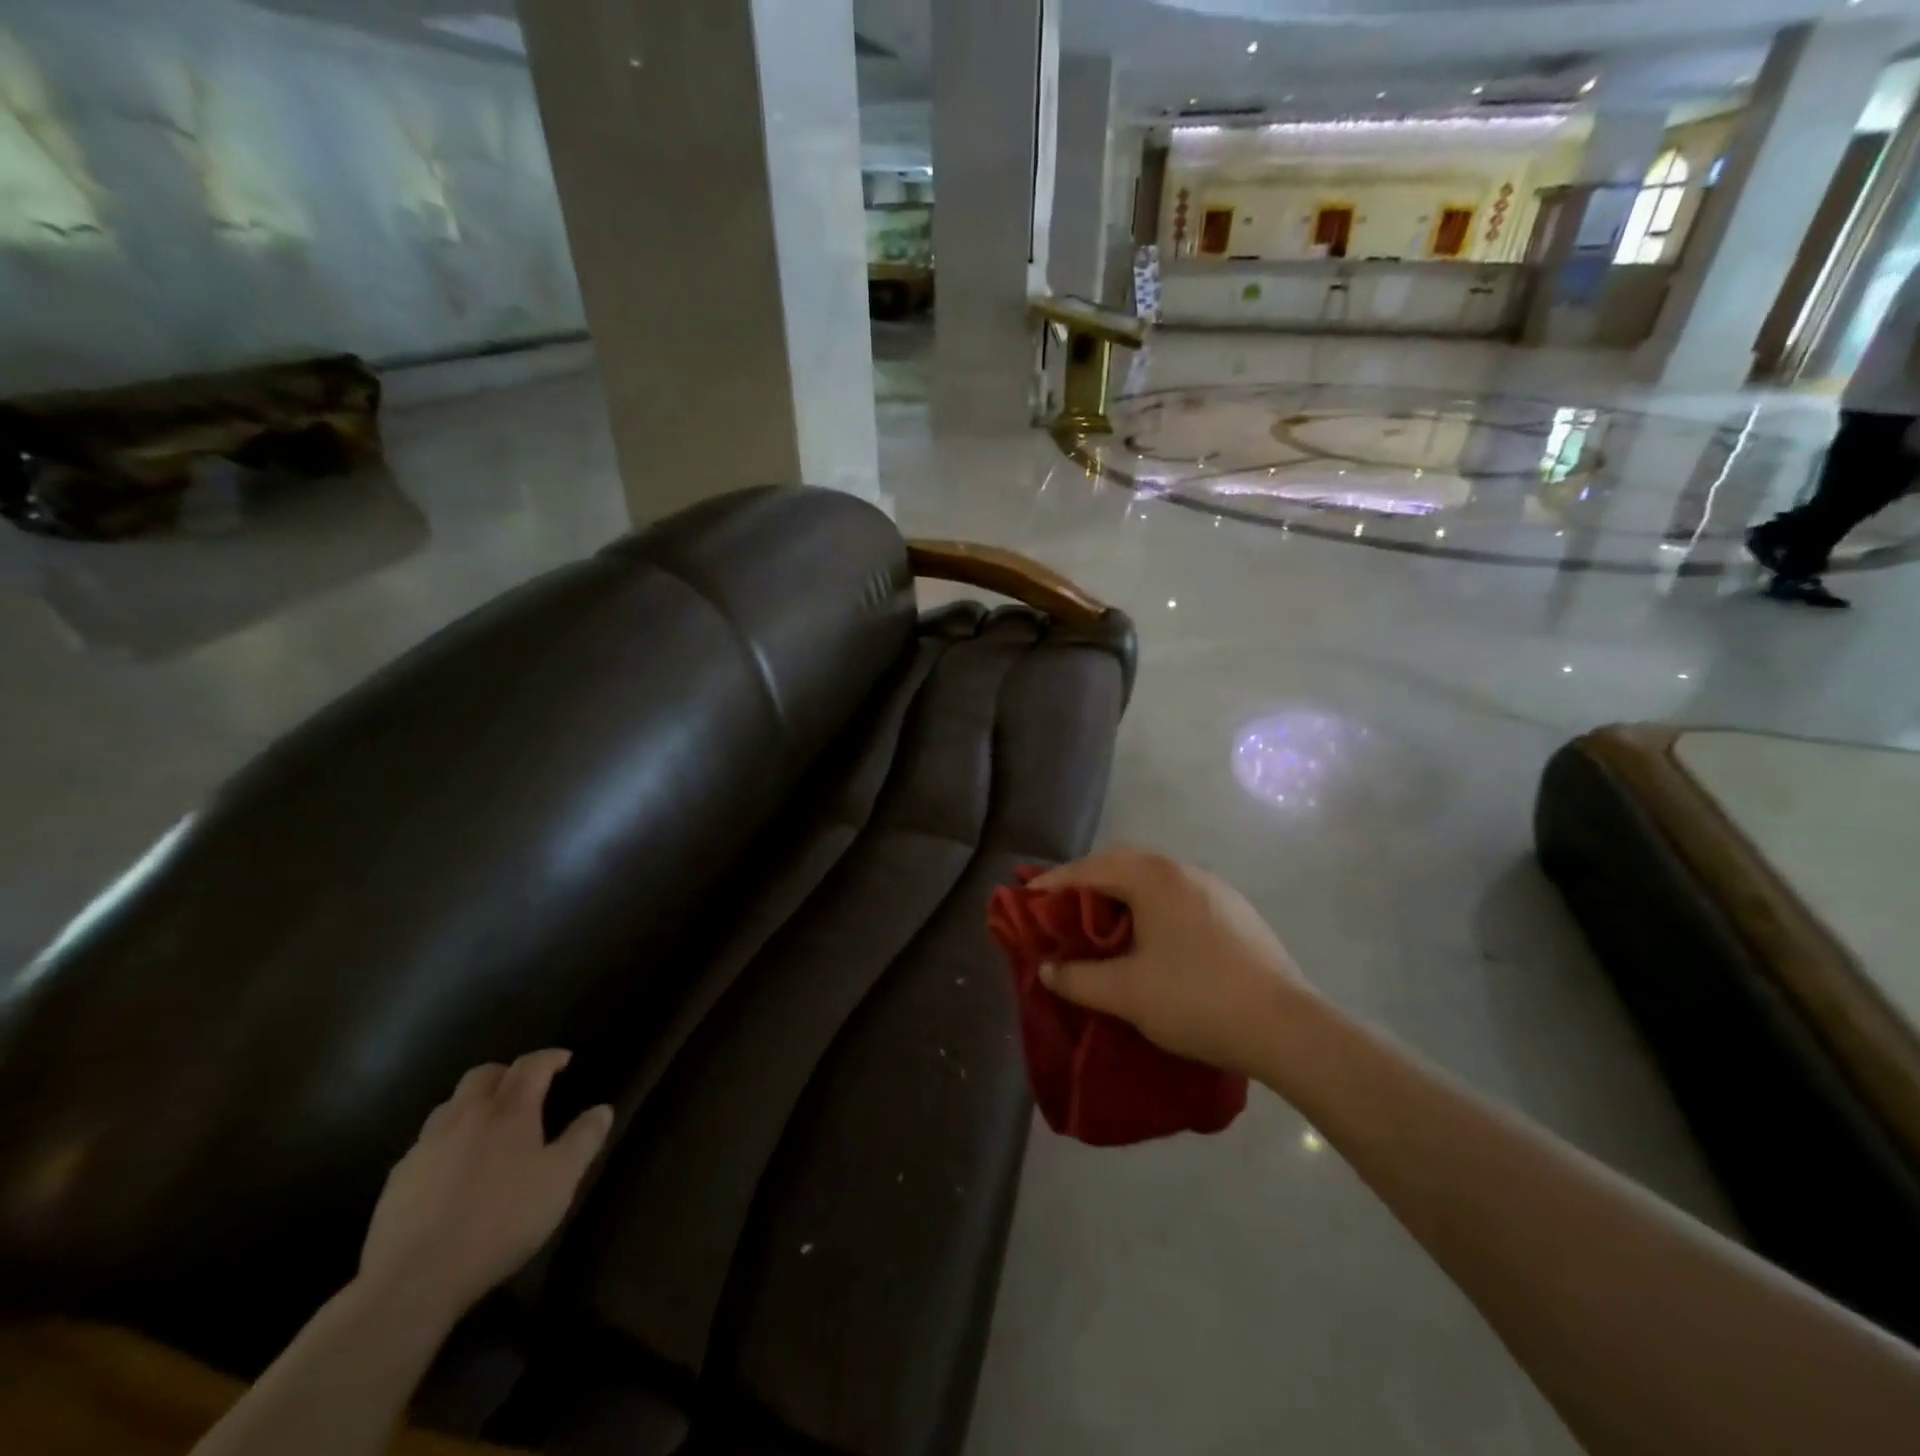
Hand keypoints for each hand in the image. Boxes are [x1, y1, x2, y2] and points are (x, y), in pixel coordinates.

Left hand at [357, 1049, 613, 1321]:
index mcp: (509, 1111)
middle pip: (484, 1075)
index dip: (549, 1057)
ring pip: (450, 1105)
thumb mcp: (560, 1181)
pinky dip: (446, 1140)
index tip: (565, 1060)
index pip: (531, 1065)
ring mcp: (426, 1146)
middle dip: (507, 1073)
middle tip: (524, 1088)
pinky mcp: (398, 1178)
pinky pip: (426, 1143)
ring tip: (488, 1125)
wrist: (414, 1279)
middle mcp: (466, 1116)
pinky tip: (452, 1169)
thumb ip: (584, 1140)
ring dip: (473, 1104)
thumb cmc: (501, 1221)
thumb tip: (603, 1109)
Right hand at [1032, 849, 1307, 1077]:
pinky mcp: (1236, 911)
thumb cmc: (1195, 999)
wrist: (1286, 1027)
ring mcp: (1215, 888)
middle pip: (1123, 863)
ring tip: (1105, 925)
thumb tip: (1048, 969)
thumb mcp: (1125, 993)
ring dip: (1123, 894)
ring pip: (1154, 878)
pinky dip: (1152, 906)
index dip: (1054, 882)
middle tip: (1064, 908)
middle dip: (1088, 881)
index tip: (1027, 896)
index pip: (1090, 868)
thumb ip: (1077, 978)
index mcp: (1153, 877)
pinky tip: (1153, 939)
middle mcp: (1184, 870)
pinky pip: (1179, 896)